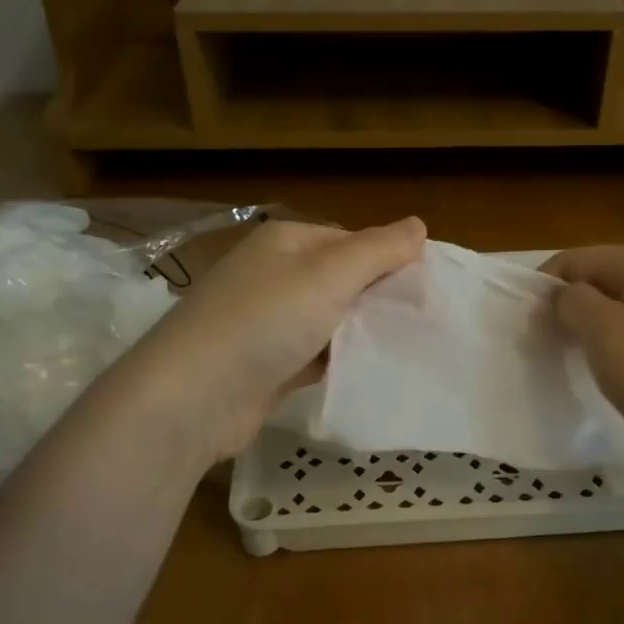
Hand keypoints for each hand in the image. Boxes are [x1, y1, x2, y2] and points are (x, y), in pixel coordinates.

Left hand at [121, 217, 425, 459]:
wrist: (194, 398)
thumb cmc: (264, 322)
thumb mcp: (328, 275)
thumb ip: (378, 250)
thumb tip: (419, 225)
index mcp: (287, 243)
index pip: (353, 241)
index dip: (391, 260)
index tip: (429, 288)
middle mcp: (275, 276)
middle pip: (343, 281)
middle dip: (380, 299)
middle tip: (426, 321)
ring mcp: (269, 323)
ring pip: (332, 321)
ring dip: (364, 333)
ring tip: (412, 347)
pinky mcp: (269, 365)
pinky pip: (318, 355)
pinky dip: (342, 362)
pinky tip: (374, 372)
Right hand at [541, 245, 623, 473]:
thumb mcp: (604, 332)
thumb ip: (573, 302)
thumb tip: (566, 296)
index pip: (576, 259)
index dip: (545, 286)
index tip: (528, 324)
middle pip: (598, 280)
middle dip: (568, 307)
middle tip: (548, 344)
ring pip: (617, 307)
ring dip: (591, 329)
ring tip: (575, 360)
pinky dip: (616, 345)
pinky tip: (612, 372)